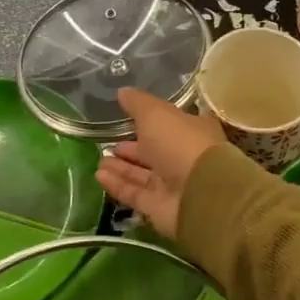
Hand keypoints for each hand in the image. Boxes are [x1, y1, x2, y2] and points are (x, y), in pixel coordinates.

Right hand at [94, 89, 228, 238]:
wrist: (200, 193)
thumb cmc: (181, 143)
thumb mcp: (156, 113)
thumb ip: (138, 103)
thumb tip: (122, 92)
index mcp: (191, 130)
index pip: (168, 123)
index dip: (148, 121)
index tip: (125, 118)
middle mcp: (183, 156)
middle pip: (153, 151)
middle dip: (131, 148)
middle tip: (107, 143)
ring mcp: (173, 184)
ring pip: (142, 174)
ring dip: (121, 167)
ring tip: (99, 160)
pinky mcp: (159, 208)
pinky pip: (135, 193)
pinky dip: (118, 184)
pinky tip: (99, 175)